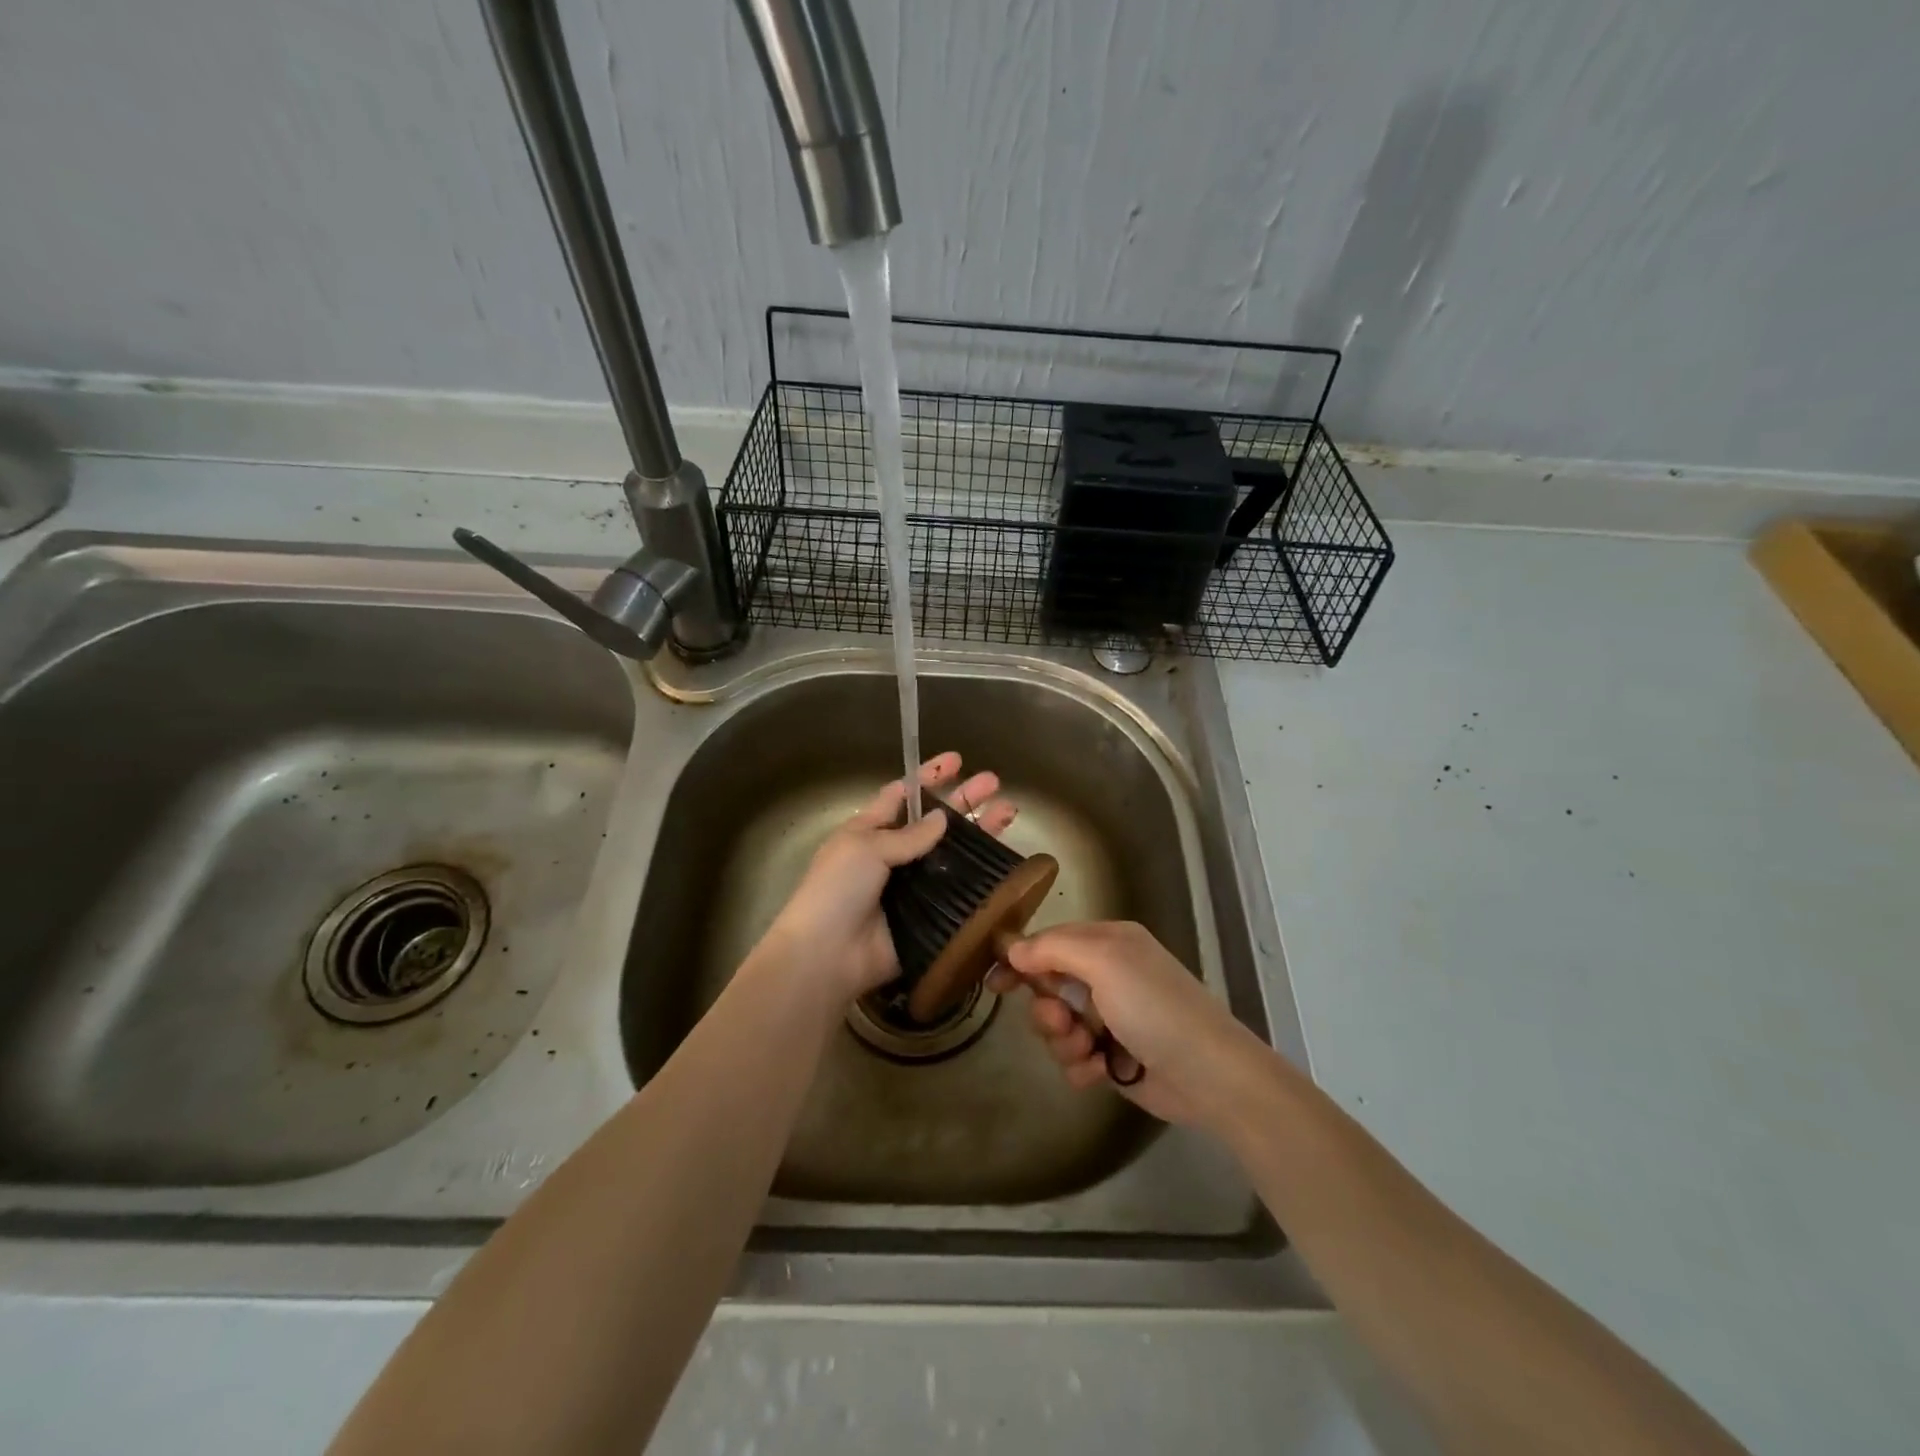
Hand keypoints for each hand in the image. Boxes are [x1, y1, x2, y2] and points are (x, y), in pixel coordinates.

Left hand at [758, 752, 1016, 1004]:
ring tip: (1009, 813)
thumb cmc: (837, 890)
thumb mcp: (865, 848)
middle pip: (936, 822)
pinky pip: (958, 892)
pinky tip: (1005, 862)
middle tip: (995, 783)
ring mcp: (913, 886)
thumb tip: (943, 818)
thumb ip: (908, 835)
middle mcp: (894, 855)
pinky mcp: (929, 915)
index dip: (930, 777)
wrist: (829, 956)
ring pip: (953, 854)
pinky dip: (980, 877)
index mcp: (870, 831)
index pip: (903, 795)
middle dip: (965, 800)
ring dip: (980, 834)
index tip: (957, 760)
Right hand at [987, 921, 1267, 1129]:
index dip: (1021, 959)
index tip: (994, 981)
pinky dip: (1081, 1066)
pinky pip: (1075, 1058)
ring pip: (1057, 1026)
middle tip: (1060, 1022)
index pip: (1050, 941)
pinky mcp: (1114, 1057)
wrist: (1210, 1076)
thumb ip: (1053, 948)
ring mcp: (1111, 1018)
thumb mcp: (1104, 962)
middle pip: (1048, 987)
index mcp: (1108, 943)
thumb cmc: (1155, 1008)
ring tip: (1088, 1051)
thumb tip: (1014, 948)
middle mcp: (1108, 976)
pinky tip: (1101, 1073)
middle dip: (1046, 1009)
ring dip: (1063, 1041)